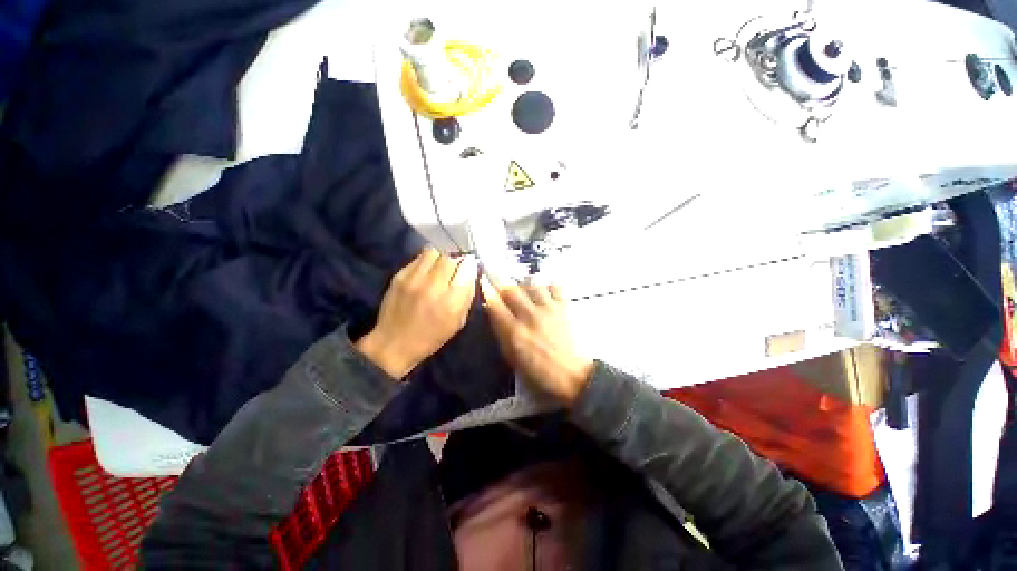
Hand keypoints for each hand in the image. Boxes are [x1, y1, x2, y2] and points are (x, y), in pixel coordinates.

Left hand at [356, 248, 477, 378]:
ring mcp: (414, 279)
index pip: (467, 268)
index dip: (471, 265)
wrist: (394, 343)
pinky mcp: (399, 276)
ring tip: (440, 267)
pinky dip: (427, 261)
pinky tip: (426, 271)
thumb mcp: (458, 321)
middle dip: (457, 260)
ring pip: (434, 252)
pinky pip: (419, 258)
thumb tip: (471, 273)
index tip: (470, 268)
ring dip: (441, 257)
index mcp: (451, 301)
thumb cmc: (431, 336)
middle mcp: (433, 286)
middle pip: (451, 257)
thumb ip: (467, 295)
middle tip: (456, 268)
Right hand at [480, 278, 593, 405]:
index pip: (495, 304)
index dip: (487, 290)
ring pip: (532, 283)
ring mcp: (548, 309)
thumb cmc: (540, 372)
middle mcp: (529, 316)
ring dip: (524, 283)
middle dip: (502, 282)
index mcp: (514, 332)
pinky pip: (555, 286)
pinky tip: (545, 290)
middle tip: (499, 280)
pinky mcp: (564, 307)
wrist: (573, 375)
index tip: (483, 281)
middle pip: (511, 289)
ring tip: (524, 287)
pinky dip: (548, 285)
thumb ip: (501, 333)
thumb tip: (492, 312)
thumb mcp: (513, 357)